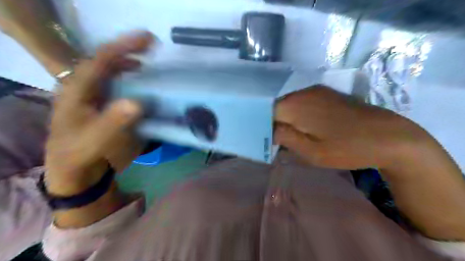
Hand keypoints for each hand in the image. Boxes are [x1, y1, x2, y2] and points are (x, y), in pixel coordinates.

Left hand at [44, 31, 153, 194]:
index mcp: (78, 90)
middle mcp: (90, 88)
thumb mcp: (93, 141)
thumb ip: (113, 122)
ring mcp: (101, 97)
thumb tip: (138, 103)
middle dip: (132, 52)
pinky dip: (141, 85)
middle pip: (110, 61)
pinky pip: (127, 89)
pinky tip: (152, 88)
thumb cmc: (82, 155)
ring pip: (118, 74)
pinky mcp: (111, 106)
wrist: (79, 171)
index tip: (149, 40)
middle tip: (155, 48)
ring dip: (137, 67)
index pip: (101, 59)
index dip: (125, 46)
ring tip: (155, 66)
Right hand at [273, 85, 426, 169]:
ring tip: (290, 136)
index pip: (266, 112)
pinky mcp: (328, 93)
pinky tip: (306, 127)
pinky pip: (304, 102)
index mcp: (296, 105)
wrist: (389, 136)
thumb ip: (286, 138)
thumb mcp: (312, 152)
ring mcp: (317, 91)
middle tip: (276, 141)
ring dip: (286, 119)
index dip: (263, 126)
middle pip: (278, 106)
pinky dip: (298, 114)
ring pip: (291, 103)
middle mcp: (303, 92)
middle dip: (274, 123)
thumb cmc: (347, 148)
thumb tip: (270, 130)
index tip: (265, 141)